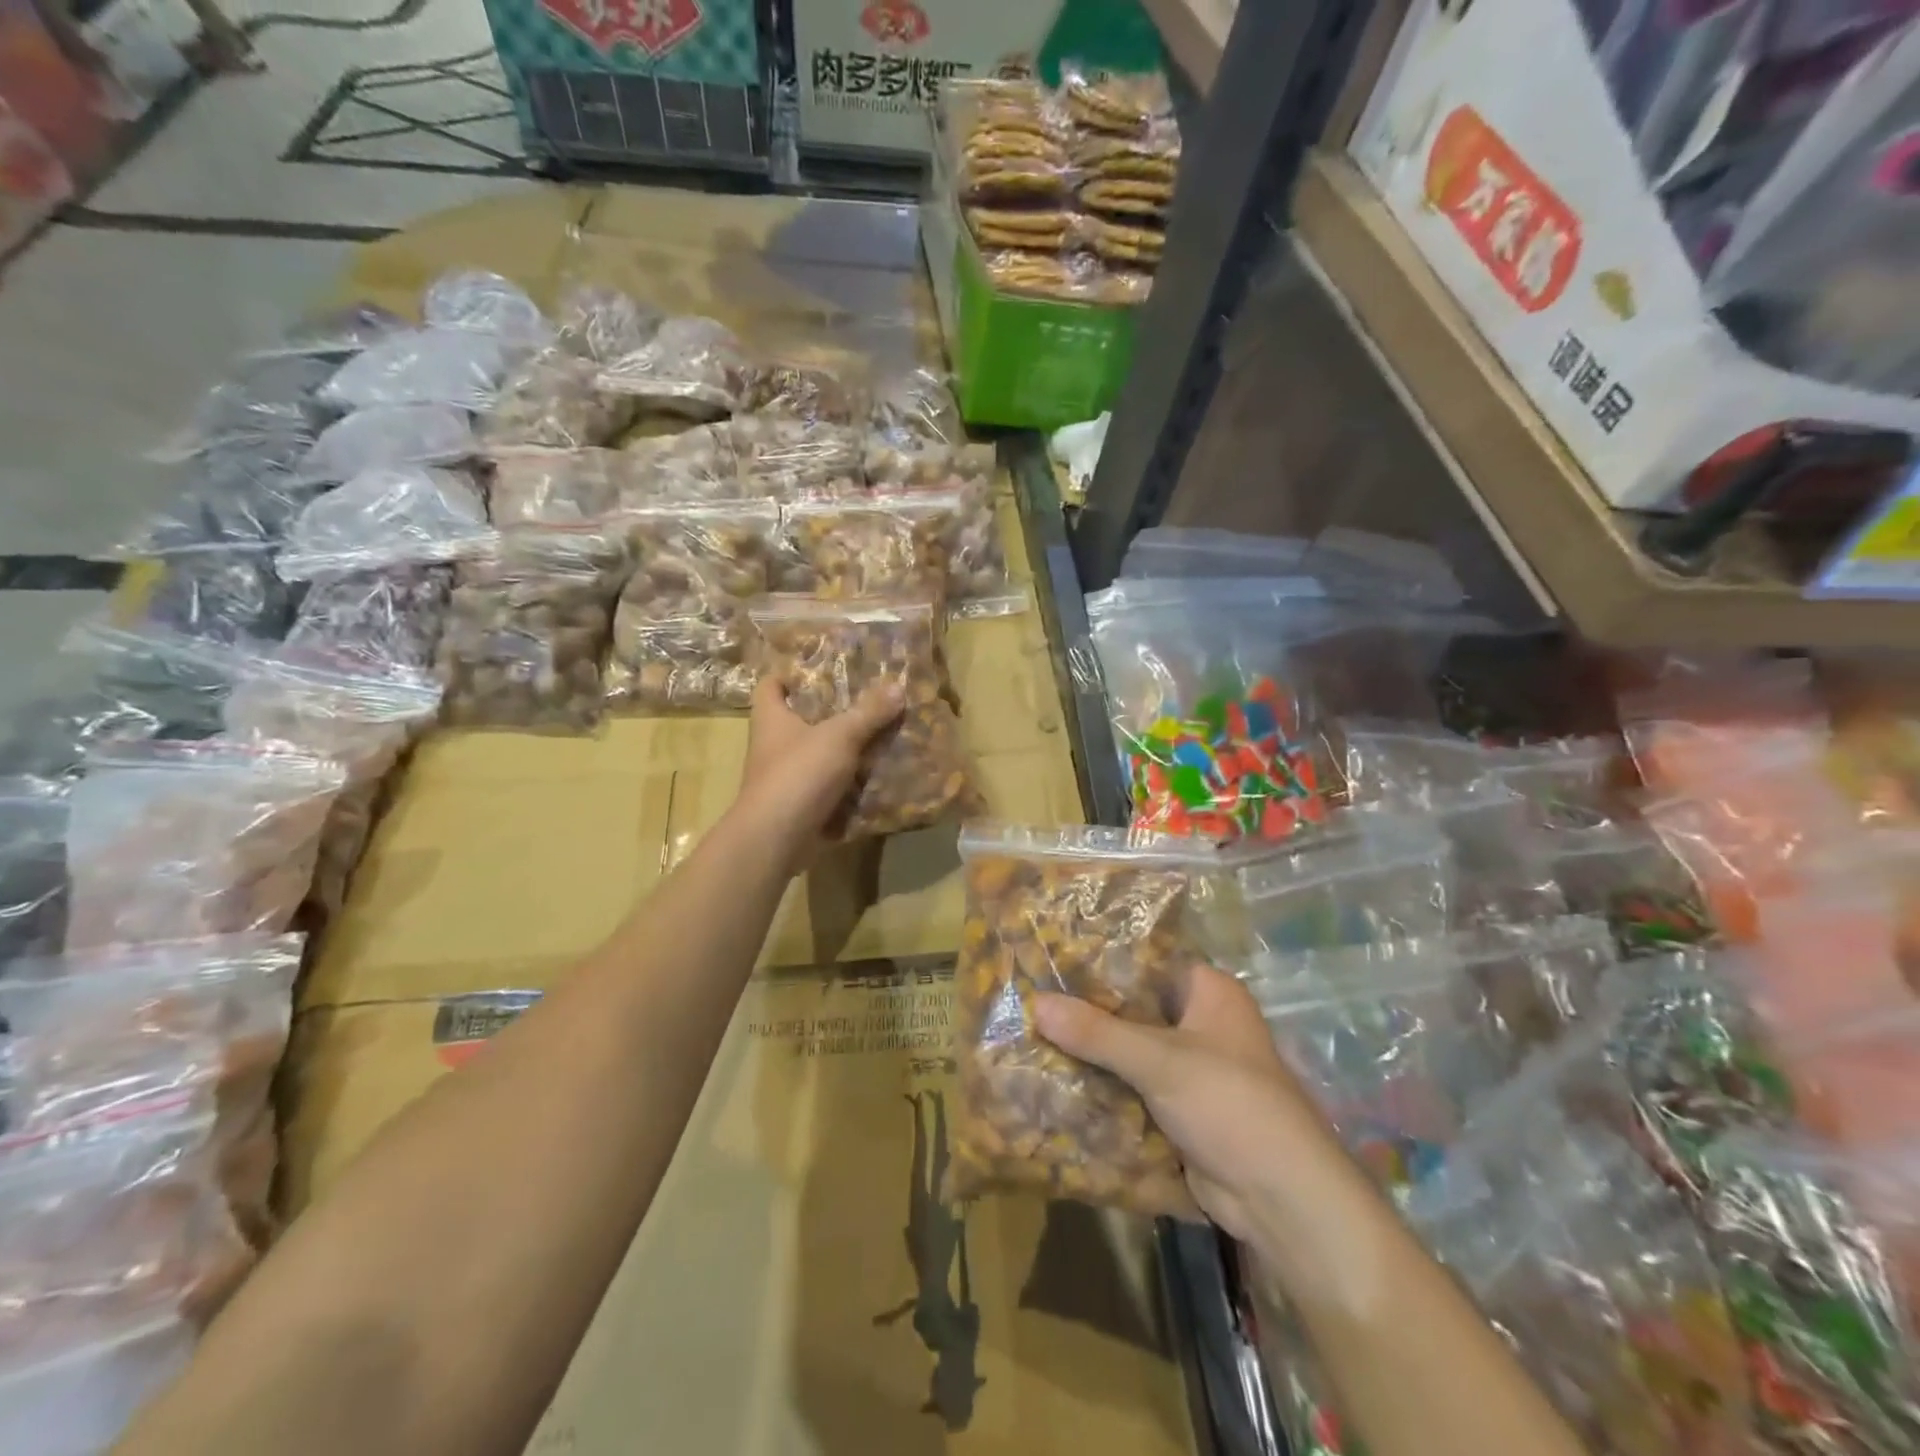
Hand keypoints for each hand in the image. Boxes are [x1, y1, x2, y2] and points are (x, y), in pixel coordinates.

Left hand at [736, 674, 902, 863]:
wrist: (777, 838)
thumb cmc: (799, 773)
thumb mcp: (839, 736)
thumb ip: (868, 712)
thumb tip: (897, 686)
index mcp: (772, 718)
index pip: (771, 684)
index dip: (791, 674)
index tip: (824, 670)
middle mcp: (774, 744)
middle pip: (800, 719)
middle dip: (832, 711)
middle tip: (869, 700)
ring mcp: (786, 777)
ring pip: (818, 754)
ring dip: (845, 749)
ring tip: (882, 734)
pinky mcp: (801, 804)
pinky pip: (829, 787)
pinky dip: (850, 783)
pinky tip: (879, 774)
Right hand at [1034, 965, 1337, 1241]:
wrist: (1281, 1200)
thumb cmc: (1229, 1104)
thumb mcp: (1160, 1061)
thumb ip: (1097, 1032)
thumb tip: (1035, 1003)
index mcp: (1208, 991)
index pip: (1144, 960)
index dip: (1098, 960)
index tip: (1048, 957)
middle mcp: (1200, 1021)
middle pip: (1132, 1007)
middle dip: (1086, 1010)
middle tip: (1030, 998)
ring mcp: (1190, 1067)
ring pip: (1128, 1049)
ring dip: (1090, 1051)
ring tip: (1030, 1033)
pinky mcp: (1180, 1108)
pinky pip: (1132, 1086)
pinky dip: (1103, 1087)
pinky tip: (1055, 1080)